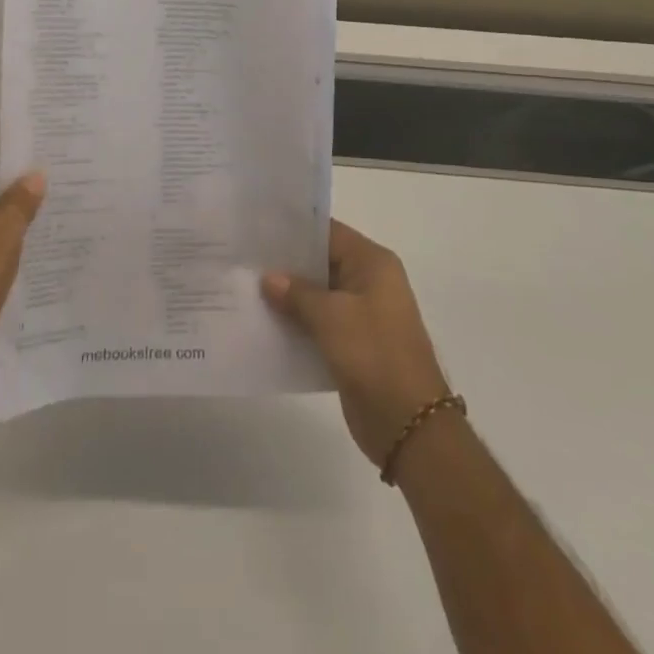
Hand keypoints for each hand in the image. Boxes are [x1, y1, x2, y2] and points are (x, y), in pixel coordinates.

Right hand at [262, 221, 450, 466]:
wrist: (409, 424)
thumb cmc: (373, 354)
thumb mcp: (331, 317)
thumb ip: (297, 293)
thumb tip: (268, 277)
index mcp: (372, 263)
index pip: (328, 232)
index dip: (294, 230)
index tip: (258, 229)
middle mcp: (369, 282)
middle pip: (322, 262)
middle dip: (286, 264)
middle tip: (245, 258)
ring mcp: (362, 314)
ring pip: (318, 295)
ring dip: (289, 296)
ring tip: (246, 287)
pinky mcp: (353, 343)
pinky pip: (320, 323)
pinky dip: (297, 322)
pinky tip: (265, 321)